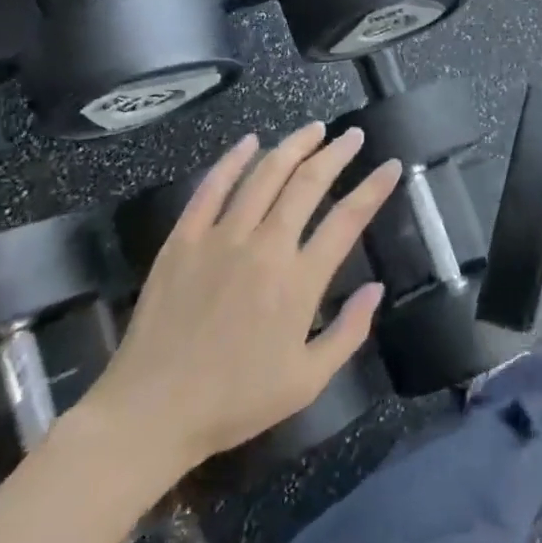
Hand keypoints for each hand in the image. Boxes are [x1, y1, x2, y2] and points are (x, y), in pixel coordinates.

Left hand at [76, 123, 400, 493]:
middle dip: (336, 154)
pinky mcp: (183, 241)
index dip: (374, 188)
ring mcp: (220, 239)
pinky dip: (233, 160)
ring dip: (293, 146)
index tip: (391, 165)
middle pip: (308, 184)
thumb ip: (349, 332)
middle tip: (353, 135)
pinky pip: (211, 188)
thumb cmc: (235, 401)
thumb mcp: (307, 381)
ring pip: (264, 176)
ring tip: (314, 129)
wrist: (150, 414)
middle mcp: (265, 248)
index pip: (348, 219)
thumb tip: (377, 288)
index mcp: (299, 282)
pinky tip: (249, 141)